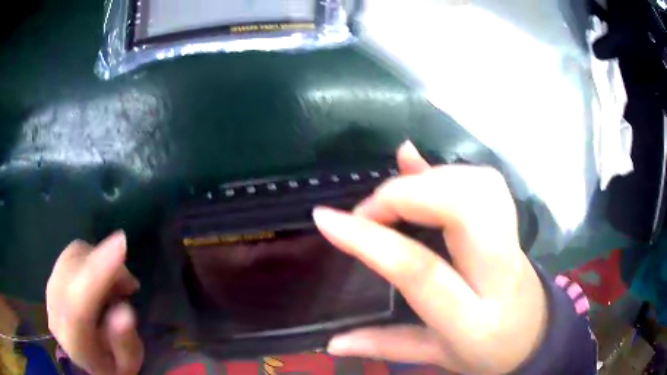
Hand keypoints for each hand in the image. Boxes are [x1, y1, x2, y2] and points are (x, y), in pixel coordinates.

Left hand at [46, 232, 143, 374]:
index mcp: (73, 341)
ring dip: (99, 261)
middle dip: (105, 265)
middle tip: (130, 287)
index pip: (78, 302)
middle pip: (75, 269)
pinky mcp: (53, 275)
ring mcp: (51, 288)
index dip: (98, 272)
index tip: (122, 244)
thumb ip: (125, 343)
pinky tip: (103, 277)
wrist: (86, 360)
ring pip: (73, 255)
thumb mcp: (127, 364)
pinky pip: (72, 253)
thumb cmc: (111, 365)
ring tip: (117, 285)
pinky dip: (92, 257)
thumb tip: (124, 310)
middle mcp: (55, 309)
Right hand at [313, 142, 546, 373]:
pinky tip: (421, 172)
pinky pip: (484, 180)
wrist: (533, 334)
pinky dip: (447, 170)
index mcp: (472, 319)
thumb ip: (384, 346)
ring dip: (426, 179)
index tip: (326, 218)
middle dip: (405, 194)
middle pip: (462, 208)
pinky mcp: (512, 221)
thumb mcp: (436, 357)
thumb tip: (331, 341)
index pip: (420, 270)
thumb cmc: (486, 353)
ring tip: (394, 198)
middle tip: (368, 211)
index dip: (371, 239)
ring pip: (477, 186)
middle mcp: (499, 271)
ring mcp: (512, 240)